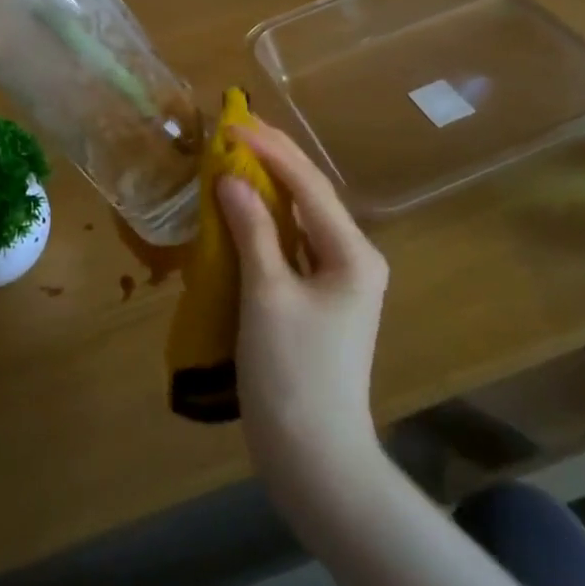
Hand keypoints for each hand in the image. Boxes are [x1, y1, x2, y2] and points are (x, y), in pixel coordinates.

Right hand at [218, 120, 390, 510]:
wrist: (316, 461)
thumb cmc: (293, 375)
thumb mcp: (267, 296)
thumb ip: (252, 231)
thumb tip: (230, 179)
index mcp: (352, 253)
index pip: (309, 184)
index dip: (269, 150)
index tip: (232, 124)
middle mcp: (353, 258)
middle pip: (311, 195)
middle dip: (274, 158)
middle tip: (236, 126)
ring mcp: (339, 281)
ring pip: (301, 219)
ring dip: (269, 187)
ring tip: (236, 156)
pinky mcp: (320, 300)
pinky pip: (293, 246)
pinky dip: (266, 222)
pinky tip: (242, 211)